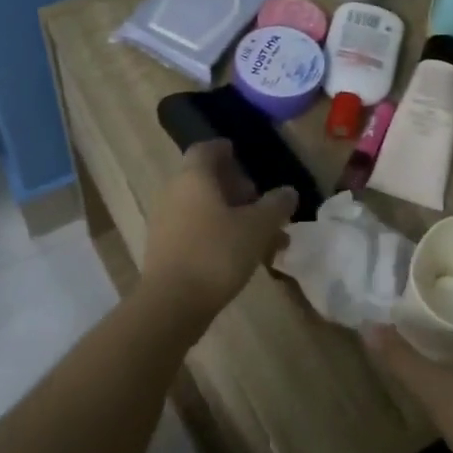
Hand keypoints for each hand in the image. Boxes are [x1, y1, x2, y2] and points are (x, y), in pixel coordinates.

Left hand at [138, 140, 297, 319]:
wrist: (172, 303)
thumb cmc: (217, 253)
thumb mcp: (257, 227)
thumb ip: (275, 205)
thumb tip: (288, 192)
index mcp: (193, 177)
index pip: (206, 149)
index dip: (225, 150)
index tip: (242, 156)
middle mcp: (174, 192)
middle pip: (205, 180)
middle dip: (236, 189)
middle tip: (261, 203)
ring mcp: (165, 222)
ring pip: (203, 208)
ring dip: (231, 215)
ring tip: (262, 237)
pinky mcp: (164, 249)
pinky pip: (195, 230)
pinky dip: (218, 234)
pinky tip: (241, 256)